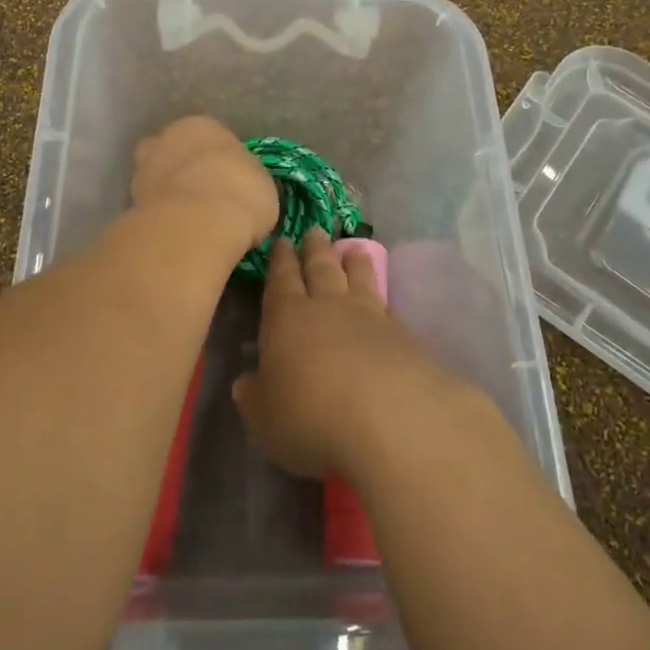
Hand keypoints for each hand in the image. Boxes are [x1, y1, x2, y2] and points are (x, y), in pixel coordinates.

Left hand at [130, 116, 277, 249]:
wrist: (197, 225)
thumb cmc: (240, 193)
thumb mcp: (264, 187)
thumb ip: (249, 183)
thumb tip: (246, 195)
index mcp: (201, 125)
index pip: (212, 138)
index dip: (223, 162)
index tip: (232, 184)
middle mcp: (166, 139)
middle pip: (177, 153)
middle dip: (188, 171)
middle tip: (208, 199)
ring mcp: (142, 170)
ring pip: (159, 179)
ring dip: (170, 194)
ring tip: (192, 222)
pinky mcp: (130, 202)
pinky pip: (151, 207)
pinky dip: (161, 217)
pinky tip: (178, 234)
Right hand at [233, 229, 464, 479]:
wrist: (391, 419)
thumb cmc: (311, 416)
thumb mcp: (264, 416)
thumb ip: (254, 396)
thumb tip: (246, 383)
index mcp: (287, 317)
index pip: (281, 279)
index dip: (280, 260)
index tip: (282, 240)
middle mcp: (328, 306)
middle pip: (321, 268)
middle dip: (315, 249)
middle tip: (314, 230)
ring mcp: (370, 316)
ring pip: (358, 278)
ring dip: (353, 262)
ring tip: (353, 248)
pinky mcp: (403, 335)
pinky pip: (387, 304)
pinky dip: (381, 295)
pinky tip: (382, 298)